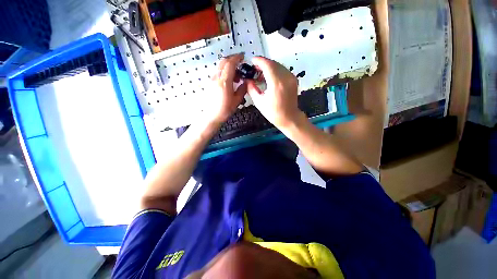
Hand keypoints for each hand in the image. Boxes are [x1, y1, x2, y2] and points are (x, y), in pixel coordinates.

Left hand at [201, 53, 246, 124]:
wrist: (211, 116)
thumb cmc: (224, 110)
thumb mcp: (237, 100)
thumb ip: (242, 89)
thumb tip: (245, 83)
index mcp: (224, 82)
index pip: (230, 64)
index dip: (237, 58)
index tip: (242, 56)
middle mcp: (216, 78)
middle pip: (223, 62)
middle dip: (232, 60)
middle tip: (239, 63)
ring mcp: (212, 80)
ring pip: (220, 67)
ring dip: (228, 67)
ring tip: (236, 76)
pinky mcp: (210, 84)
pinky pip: (218, 73)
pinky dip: (224, 73)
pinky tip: (229, 81)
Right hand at [246, 57, 302, 128]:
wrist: (289, 118)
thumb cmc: (273, 113)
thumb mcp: (259, 102)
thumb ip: (251, 89)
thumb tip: (247, 80)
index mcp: (276, 83)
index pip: (267, 65)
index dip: (259, 61)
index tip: (252, 61)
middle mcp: (285, 78)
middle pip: (273, 63)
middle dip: (263, 63)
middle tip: (254, 69)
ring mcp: (291, 78)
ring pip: (278, 65)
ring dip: (269, 66)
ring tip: (261, 74)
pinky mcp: (293, 80)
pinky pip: (283, 70)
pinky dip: (275, 70)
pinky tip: (270, 77)